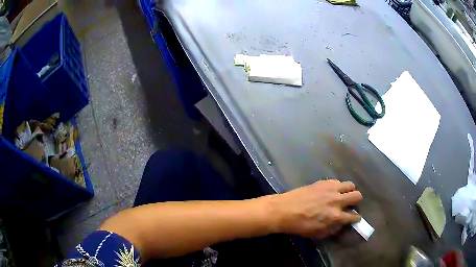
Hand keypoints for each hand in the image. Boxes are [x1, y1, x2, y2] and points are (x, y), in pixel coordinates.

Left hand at [269, 179, 361, 237]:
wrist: (284, 210)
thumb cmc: (300, 225)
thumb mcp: (317, 233)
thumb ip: (332, 228)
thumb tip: (340, 224)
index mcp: (335, 216)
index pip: (354, 216)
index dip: (356, 218)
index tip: (355, 218)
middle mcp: (337, 201)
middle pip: (357, 196)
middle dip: (356, 201)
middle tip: (350, 204)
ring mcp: (331, 189)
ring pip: (350, 185)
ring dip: (349, 191)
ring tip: (343, 195)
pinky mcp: (323, 182)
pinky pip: (337, 181)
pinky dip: (337, 186)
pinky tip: (330, 191)